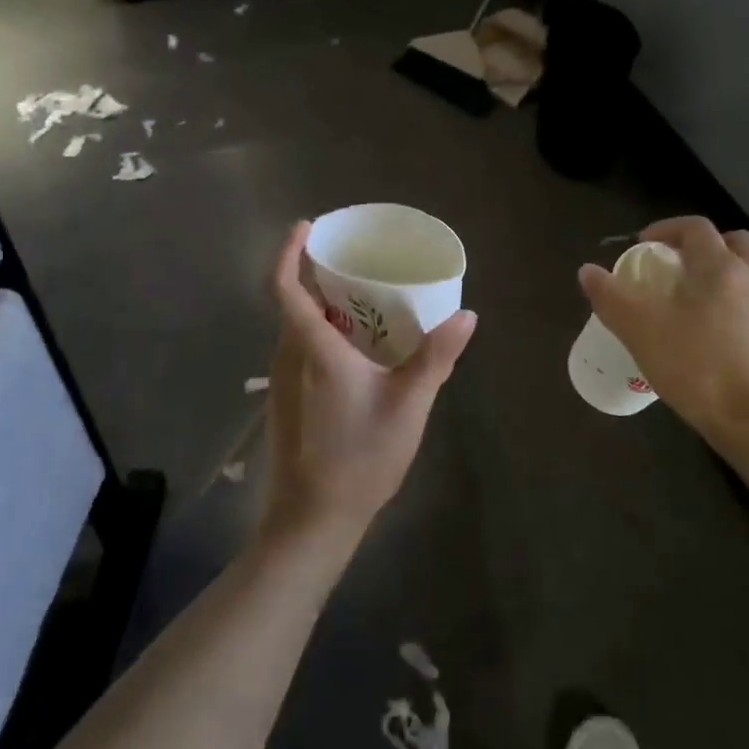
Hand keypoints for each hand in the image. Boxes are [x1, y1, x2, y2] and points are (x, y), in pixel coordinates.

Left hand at [261, 221, 476, 550]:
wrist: (312, 520)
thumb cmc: (360, 458)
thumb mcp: (409, 405)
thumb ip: (436, 357)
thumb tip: (467, 316)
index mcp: (313, 350)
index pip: (284, 288)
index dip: (288, 253)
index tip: (306, 228)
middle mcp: (288, 359)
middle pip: (293, 304)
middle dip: (318, 277)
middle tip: (358, 266)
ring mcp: (281, 383)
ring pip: (296, 330)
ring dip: (322, 310)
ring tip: (364, 305)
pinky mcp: (283, 403)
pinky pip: (299, 353)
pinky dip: (321, 337)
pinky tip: (357, 355)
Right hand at [578, 216, 748, 451]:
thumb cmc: (699, 367)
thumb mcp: (641, 331)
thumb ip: (612, 297)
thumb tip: (587, 271)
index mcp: (720, 267)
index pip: (695, 227)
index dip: (665, 229)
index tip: (642, 245)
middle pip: (732, 243)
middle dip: (701, 247)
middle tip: (673, 267)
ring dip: (721, 275)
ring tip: (691, 302)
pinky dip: (734, 305)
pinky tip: (712, 335)